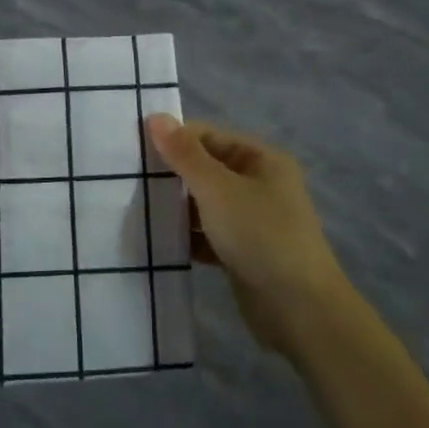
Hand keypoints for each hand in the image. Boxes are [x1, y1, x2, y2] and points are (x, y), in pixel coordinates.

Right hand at [144, 116, 351, 355]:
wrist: (300, 310)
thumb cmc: (261, 236)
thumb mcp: (218, 190)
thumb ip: (184, 155)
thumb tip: (155, 117)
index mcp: (261, 160)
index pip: (208, 137)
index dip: (173, 140)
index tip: (133, 151)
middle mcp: (260, 185)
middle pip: (206, 170)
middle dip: (171, 176)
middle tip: (128, 181)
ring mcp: (253, 221)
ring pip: (205, 204)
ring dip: (176, 208)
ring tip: (135, 211)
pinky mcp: (244, 253)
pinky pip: (208, 235)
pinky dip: (188, 237)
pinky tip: (158, 242)